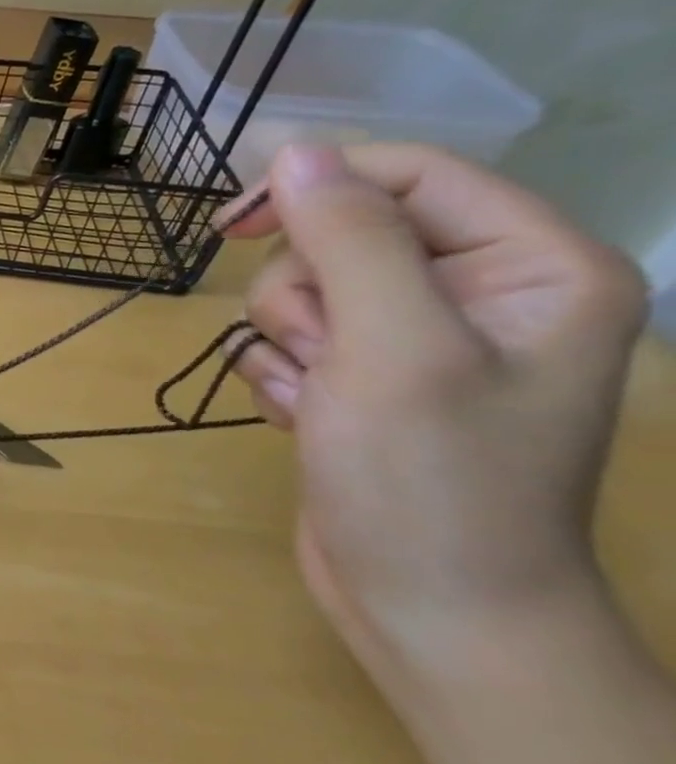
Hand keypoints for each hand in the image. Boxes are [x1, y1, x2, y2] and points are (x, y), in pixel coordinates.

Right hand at [222, 145, 647, 702]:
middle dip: (306, 295)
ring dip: (288, 343)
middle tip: (325, 356)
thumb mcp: (392, 348)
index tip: (232, 225)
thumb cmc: (432, 482)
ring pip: (303, 289)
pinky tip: (308, 420)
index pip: (409, 175)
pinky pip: (289, 340)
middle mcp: (478, 292)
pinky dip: (283, 376)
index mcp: (531, 266)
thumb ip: (348, 240)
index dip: (317, 188)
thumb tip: (293, 153)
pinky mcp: (364, 379)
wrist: (429, 610)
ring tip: (319, 399)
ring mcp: (416, 340)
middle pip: (342, 235)